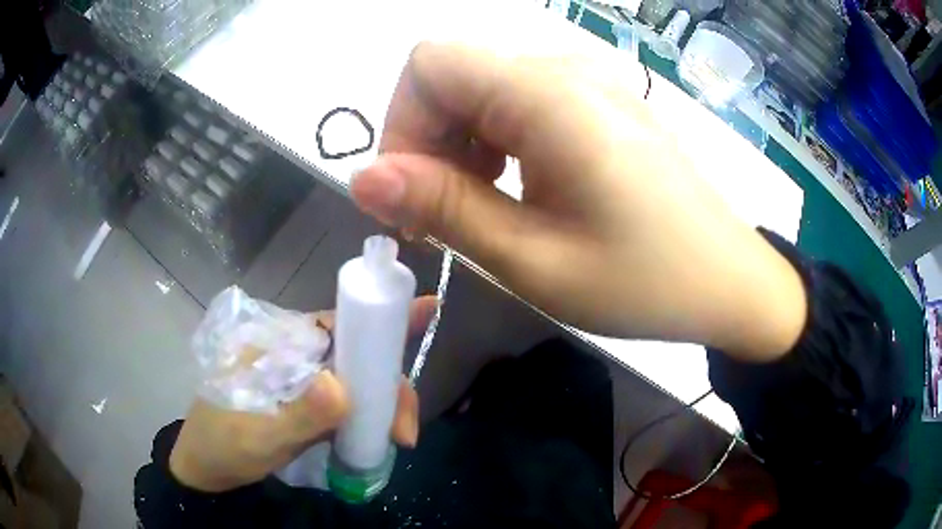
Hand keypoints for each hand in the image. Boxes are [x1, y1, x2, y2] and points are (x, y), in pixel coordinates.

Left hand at [169, 296, 435, 491]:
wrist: (207, 467)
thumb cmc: (224, 445)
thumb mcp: (259, 435)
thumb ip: (299, 414)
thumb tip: (343, 386)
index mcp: (280, 345)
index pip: (338, 322)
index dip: (381, 318)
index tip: (428, 313)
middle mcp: (297, 354)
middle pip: (357, 354)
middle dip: (390, 385)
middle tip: (405, 431)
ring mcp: (304, 380)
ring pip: (359, 379)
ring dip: (385, 405)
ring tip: (397, 438)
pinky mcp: (309, 403)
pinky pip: (350, 401)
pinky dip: (371, 416)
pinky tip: (380, 437)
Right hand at [352, 43, 805, 360]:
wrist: (729, 281)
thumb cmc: (645, 281)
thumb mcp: (534, 259)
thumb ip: (444, 207)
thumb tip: (362, 176)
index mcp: (548, 94)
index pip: (430, 63)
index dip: (401, 125)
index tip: (411, 198)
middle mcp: (565, 68)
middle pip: (453, 75)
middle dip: (426, 142)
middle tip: (441, 219)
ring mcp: (587, 81)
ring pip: (482, 89)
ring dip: (459, 145)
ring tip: (482, 211)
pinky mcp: (598, 103)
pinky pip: (519, 101)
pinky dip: (495, 141)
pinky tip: (518, 189)